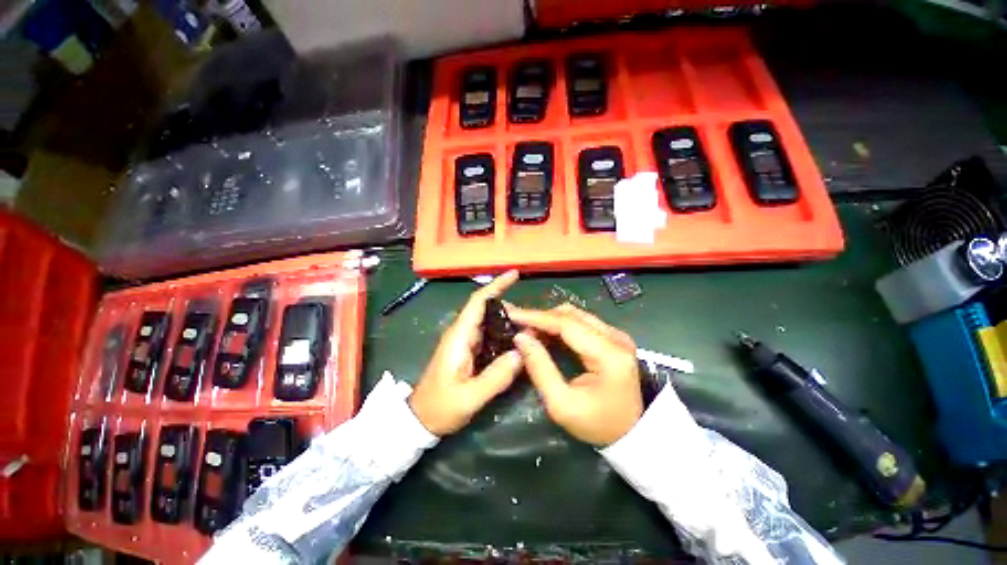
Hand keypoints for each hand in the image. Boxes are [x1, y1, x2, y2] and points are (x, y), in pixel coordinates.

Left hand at [410, 270, 523, 435]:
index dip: (496, 286)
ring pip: (490, 321)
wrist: (420, 420)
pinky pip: (490, 334)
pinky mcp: (469, 350)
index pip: (478, 302)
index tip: (514, 275)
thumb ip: (495, 378)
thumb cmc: (440, 408)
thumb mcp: (468, 398)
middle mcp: (462, 333)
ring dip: (509, 320)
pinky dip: (505, 333)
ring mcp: (465, 341)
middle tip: (533, 319)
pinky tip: (518, 341)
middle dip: (510, 308)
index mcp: (459, 337)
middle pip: (487, 309)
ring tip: (530, 328)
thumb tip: (521, 353)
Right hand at [507, 304, 641, 445]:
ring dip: (549, 320)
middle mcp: (615, 337)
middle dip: (540, 317)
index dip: (537, 317)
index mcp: (609, 354)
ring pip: (575, 315)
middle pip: (571, 314)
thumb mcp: (561, 404)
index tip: (512, 315)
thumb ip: (540, 368)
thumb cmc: (597, 425)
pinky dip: (559, 325)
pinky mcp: (612, 338)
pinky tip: (544, 334)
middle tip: (517, 325)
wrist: (631, 434)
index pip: (567, 324)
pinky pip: (580, 323)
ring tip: (527, 330)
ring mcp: (616, 335)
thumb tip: (520, 338)